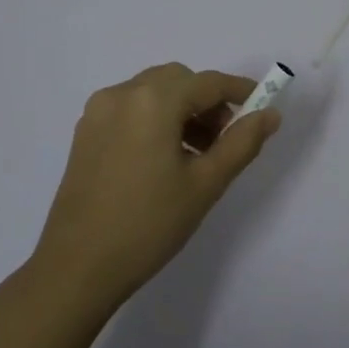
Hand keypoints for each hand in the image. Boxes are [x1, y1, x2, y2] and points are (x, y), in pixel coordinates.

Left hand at [31, 63, 281, 301]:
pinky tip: (165, 159)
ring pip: (153, 93)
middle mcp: (122, 94)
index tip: (263, 108)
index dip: (240, 91)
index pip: (208, 83)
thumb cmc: (149, 224)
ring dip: (182, 110)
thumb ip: (242, 142)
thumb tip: (270, 114)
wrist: (78, 267)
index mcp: (153, 101)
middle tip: (226, 139)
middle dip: (208, 101)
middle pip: (178, 81)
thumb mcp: (206, 184)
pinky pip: (131, 109)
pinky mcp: (85, 132)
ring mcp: (98, 112)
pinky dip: (156, 119)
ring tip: (198, 155)